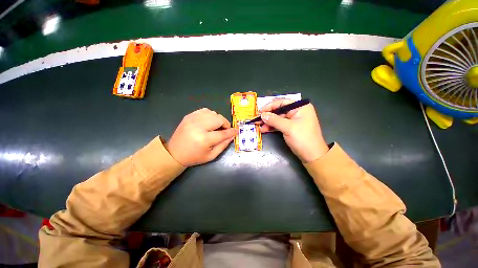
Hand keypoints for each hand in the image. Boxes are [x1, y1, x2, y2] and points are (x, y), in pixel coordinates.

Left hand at [166, 108, 237, 166]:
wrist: (174, 153)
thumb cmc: (194, 157)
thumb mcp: (211, 156)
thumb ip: (223, 145)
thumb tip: (232, 136)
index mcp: (204, 139)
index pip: (223, 133)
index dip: (231, 132)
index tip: (236, 131)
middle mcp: (199, 127)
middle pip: (218, 119)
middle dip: (225, 124)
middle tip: (225, 130)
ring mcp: (192, 120)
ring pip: (212, 113)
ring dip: (218, 119)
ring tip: (216, 126)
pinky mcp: (189, 116)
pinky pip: (204, 110)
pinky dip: (210, 115)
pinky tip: (209, 122)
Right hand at [260, 99, 328, 162]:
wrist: (312, 156)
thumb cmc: (303, 139)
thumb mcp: (288, 128)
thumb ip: (274, 120)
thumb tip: (263, 115)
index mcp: (300, 107)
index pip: (282, 103)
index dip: (270, 107)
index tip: (260, 112)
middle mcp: (297, 111)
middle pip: (279, 111)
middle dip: (268, 116)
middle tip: (257, 120)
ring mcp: (294, 120)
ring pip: (278, 118)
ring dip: (269, 122)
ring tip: (260, 127)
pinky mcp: (291, 127)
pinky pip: (279, 124)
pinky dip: (272, 127)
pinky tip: (265, 129)